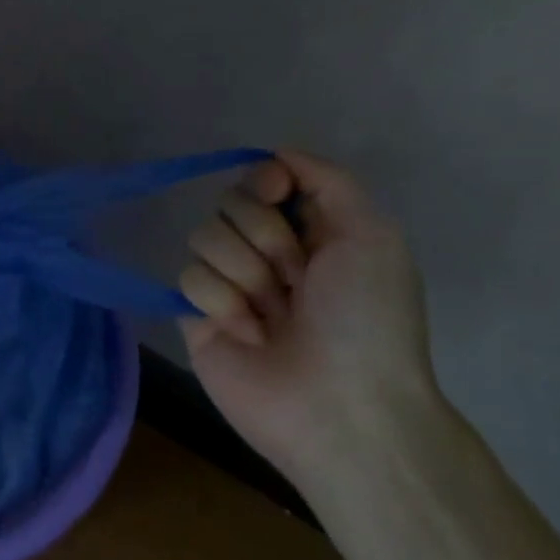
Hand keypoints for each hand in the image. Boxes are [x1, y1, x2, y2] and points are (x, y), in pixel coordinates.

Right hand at [177, 150, 441, 487]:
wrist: (340, 405)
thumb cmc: (366, 321)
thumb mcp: (373, 236)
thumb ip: (329, 181)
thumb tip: (276, 154)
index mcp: (311, 232)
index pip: (263, 178)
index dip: (265, 180)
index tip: (276, 193)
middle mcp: (266, 253)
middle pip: (229, 203)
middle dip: (264, 237)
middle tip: (295, 279)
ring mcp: (229, 284)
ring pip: (203, 237)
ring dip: (244, 273)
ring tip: (272, 315)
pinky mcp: (195, 314)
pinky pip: (186, 277)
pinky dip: (221, 302)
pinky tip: (248, 334)